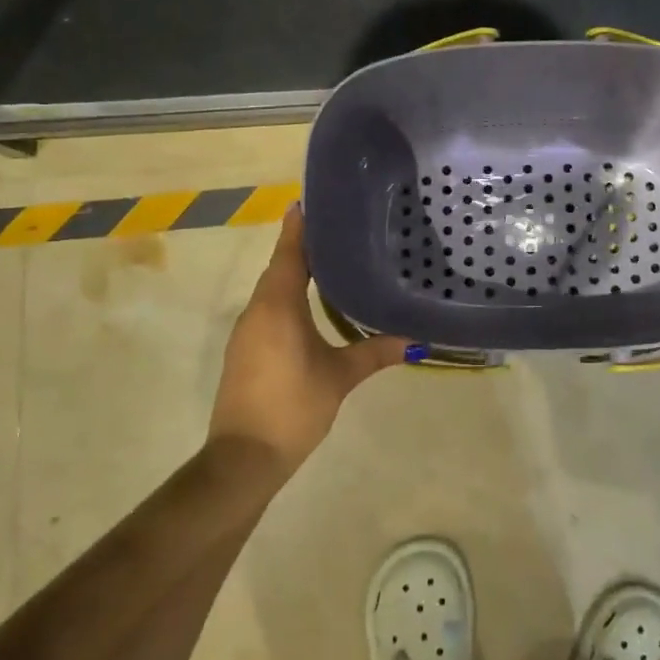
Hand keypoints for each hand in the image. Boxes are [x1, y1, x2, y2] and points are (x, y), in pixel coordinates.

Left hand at [208, 206, 409, 478]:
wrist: (243, 458)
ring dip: (293, 273)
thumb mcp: (339, 377)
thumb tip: (415, 341)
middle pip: (279, 268)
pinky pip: (267, 310)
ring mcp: (247, 332)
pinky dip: (286, 298)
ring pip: (272, 290)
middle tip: (334, 229)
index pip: (289, 254)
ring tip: (328, 261)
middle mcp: (257, 311)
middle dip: (301, 247)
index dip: (298, 227)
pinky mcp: (244, 351)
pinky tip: (309, 305)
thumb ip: (374, 353)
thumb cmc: (293, 406)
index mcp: (278, 306)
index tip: (308, 201)